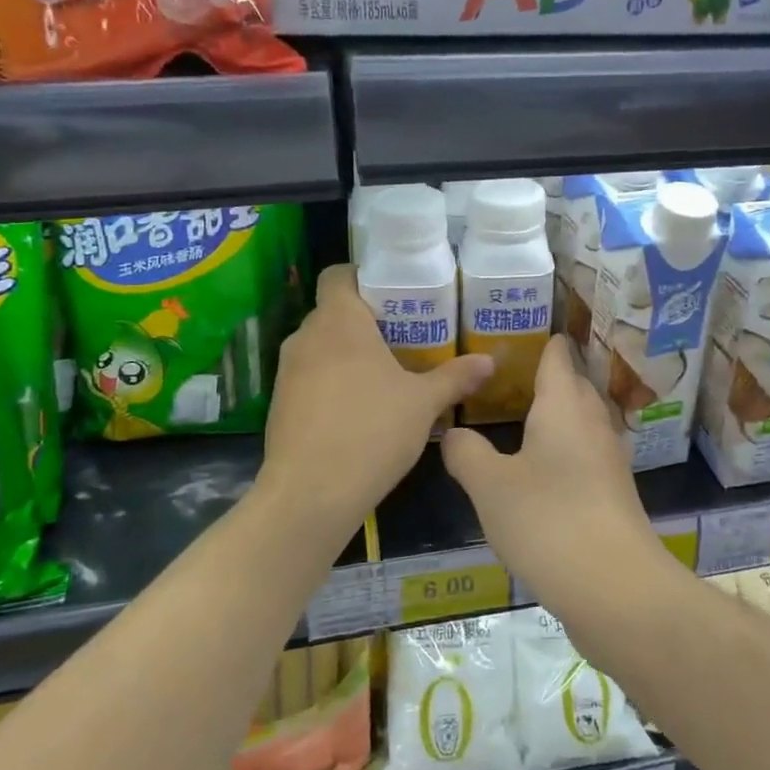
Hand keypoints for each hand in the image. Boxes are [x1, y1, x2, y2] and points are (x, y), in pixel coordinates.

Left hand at [262, 265, 493, 542]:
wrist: (310, 495)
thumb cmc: (371, 432)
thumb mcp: (423, 404)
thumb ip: (455, 377)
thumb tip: (489, 361)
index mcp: (339, 321)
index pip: (338, 275)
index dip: (364, 278)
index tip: (394, 296)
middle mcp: (306, 336)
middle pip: (333, 311)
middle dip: (365, 320)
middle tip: (404, 336)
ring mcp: (287, 371)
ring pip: (320, 345)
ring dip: (347, 352)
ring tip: (385, 373)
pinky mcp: (279, 403)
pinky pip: (309, 376)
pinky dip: (331, 381)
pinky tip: (358, 408)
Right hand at [441, 335, 669, 612]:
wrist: (614, 586)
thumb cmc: (547, 519)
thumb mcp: (489, 485)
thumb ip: (466, 452)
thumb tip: (452, 432)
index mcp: (564, 403)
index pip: (557, 355)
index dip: (542, 341)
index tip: (519, 333)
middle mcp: (593, 421)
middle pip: (574, 384)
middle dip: (548, 376)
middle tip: (509, 376)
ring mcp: (609, 457)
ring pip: (582, 420)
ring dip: (558, 414)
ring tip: (522, 417)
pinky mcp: (614, 491)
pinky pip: (586, 453)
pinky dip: (565, 449)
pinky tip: (543, 468)